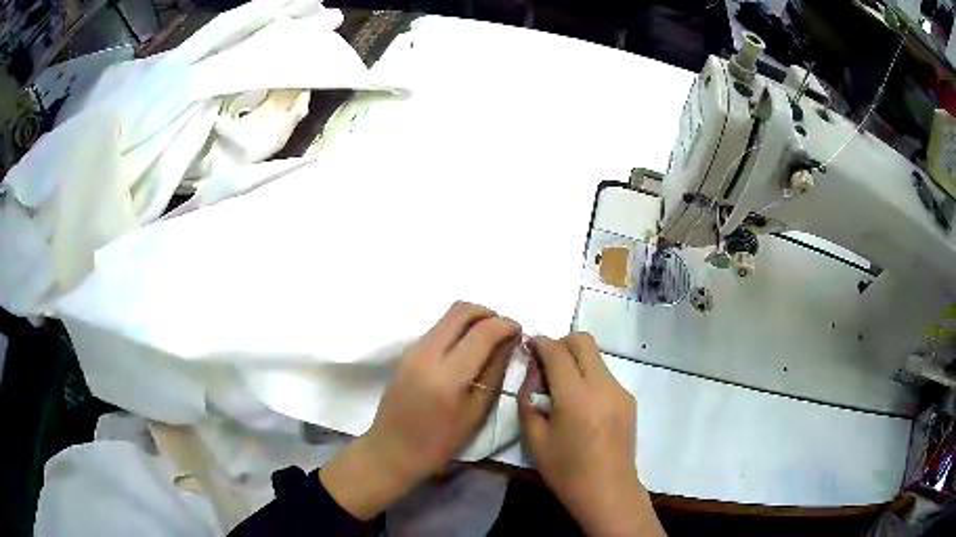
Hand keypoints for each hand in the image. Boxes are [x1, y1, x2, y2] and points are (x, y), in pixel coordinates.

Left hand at [320, 301, 519, 519]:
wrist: (393, 449)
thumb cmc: (439, 442)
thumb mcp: (476, 413)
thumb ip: (494, 372)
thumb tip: (510, 342)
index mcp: (448, 375)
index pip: (482, 332)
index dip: (505, 325)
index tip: (519, 330)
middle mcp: (427, 353)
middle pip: (461, 310)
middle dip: (489, 313)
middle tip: (505, 330)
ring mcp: (413, 350)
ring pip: (448, 316)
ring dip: (473, 319)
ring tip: (489, 339)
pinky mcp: (407, 353)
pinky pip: (437, 328)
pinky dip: (458, 329)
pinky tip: (468, 349)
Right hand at [519, 333, 663, 536]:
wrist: (608, 492)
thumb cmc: (566, 472)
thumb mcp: (535, 440)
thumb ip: (528, 401)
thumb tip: (532, 376)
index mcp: (576, 397)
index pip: (557, 352)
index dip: (540, 342)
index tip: (529, 344)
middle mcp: (602, 386)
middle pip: (583, 341)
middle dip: (561, 344)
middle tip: (545, 366)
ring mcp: (620, 391)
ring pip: (596, 357)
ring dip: (576, 361)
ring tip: (561, 390)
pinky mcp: (629, 400)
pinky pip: (605, 375)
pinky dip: (588, 377)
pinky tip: (581, 405)